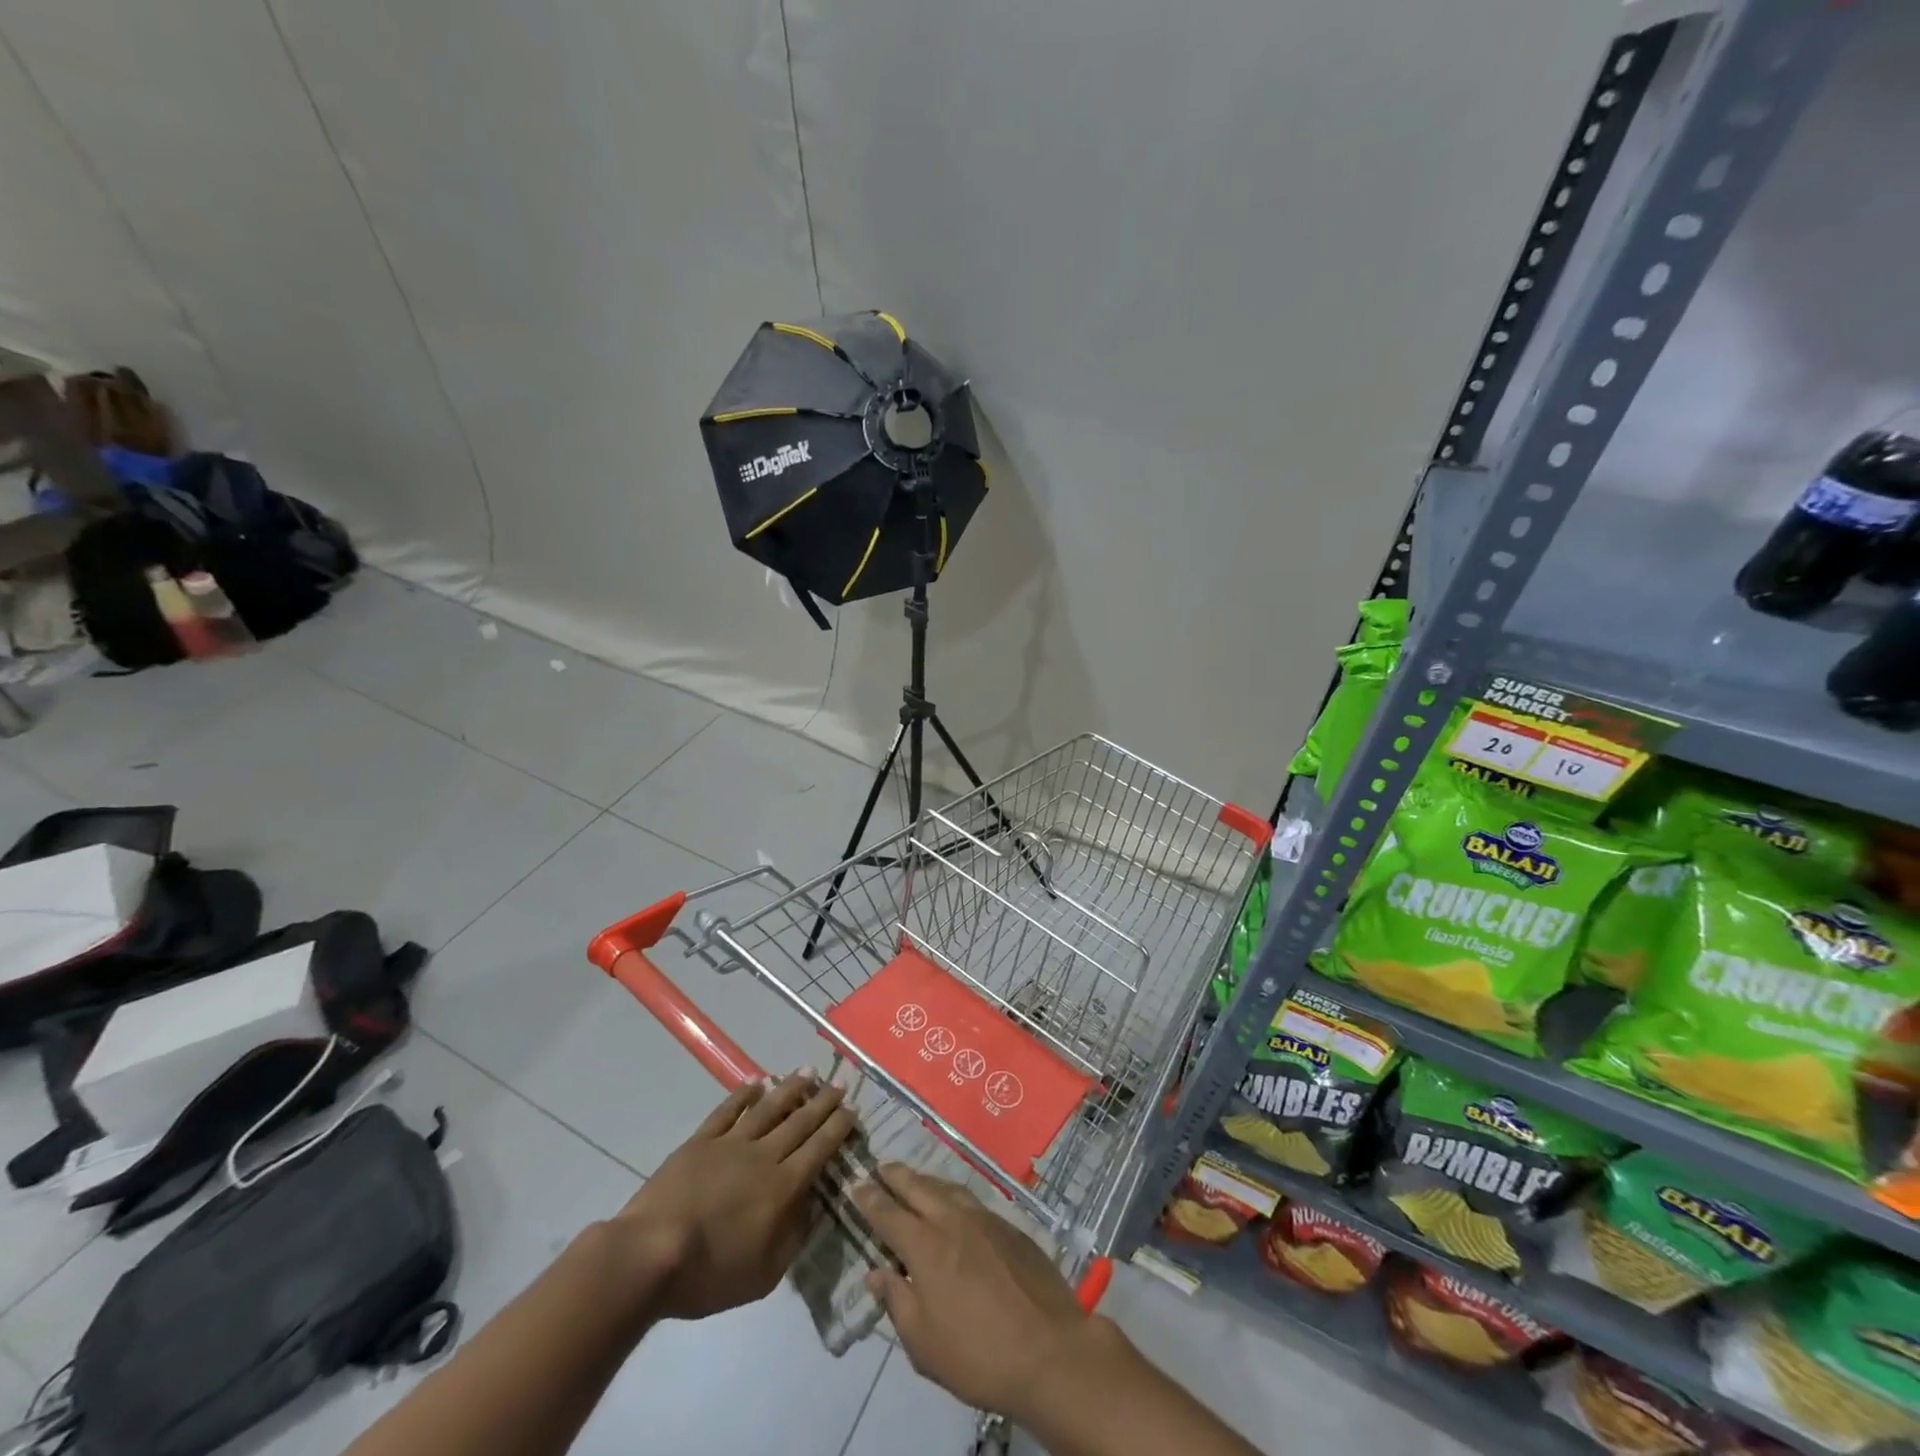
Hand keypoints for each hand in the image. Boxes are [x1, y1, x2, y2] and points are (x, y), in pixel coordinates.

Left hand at [614, 1074, 854, 1320]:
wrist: (650, 1255)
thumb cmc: (709, 1274)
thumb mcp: (764, 1275)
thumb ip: (793, 1238)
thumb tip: (813, 1206)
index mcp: (783, 1187)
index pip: (819, 1149)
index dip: (837, 1127)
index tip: (852, 1108)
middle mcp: (763, 1156)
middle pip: (800, 1122)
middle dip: (823, 1102)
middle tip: (840, 1083)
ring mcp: (731, 1144)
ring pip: (769, 1108)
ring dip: (791, 1088)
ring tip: (808, 1071)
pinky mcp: (701, 1141)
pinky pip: (728, 1111)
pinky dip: (744, 1094)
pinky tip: (757, 1082)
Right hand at [853, 1164, 1107, 1420]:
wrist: (1050, 1349)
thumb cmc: (978, 1354)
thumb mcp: (924, 1344)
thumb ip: (897, 1302)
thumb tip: (876, 1273)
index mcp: (926, 1247)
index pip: (889, 1214)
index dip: (869, 1199)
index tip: (855, 1184)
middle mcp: (953, 1220)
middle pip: (918, 1187)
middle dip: (895, 1176)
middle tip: (880, 1167)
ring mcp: (984, 1218)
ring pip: (947, 1187)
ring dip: (925, 1180)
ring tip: (913, 1179)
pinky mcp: (1009, 1226)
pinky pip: (971, 1199)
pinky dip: (952, 1194)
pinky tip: (953, 1204)